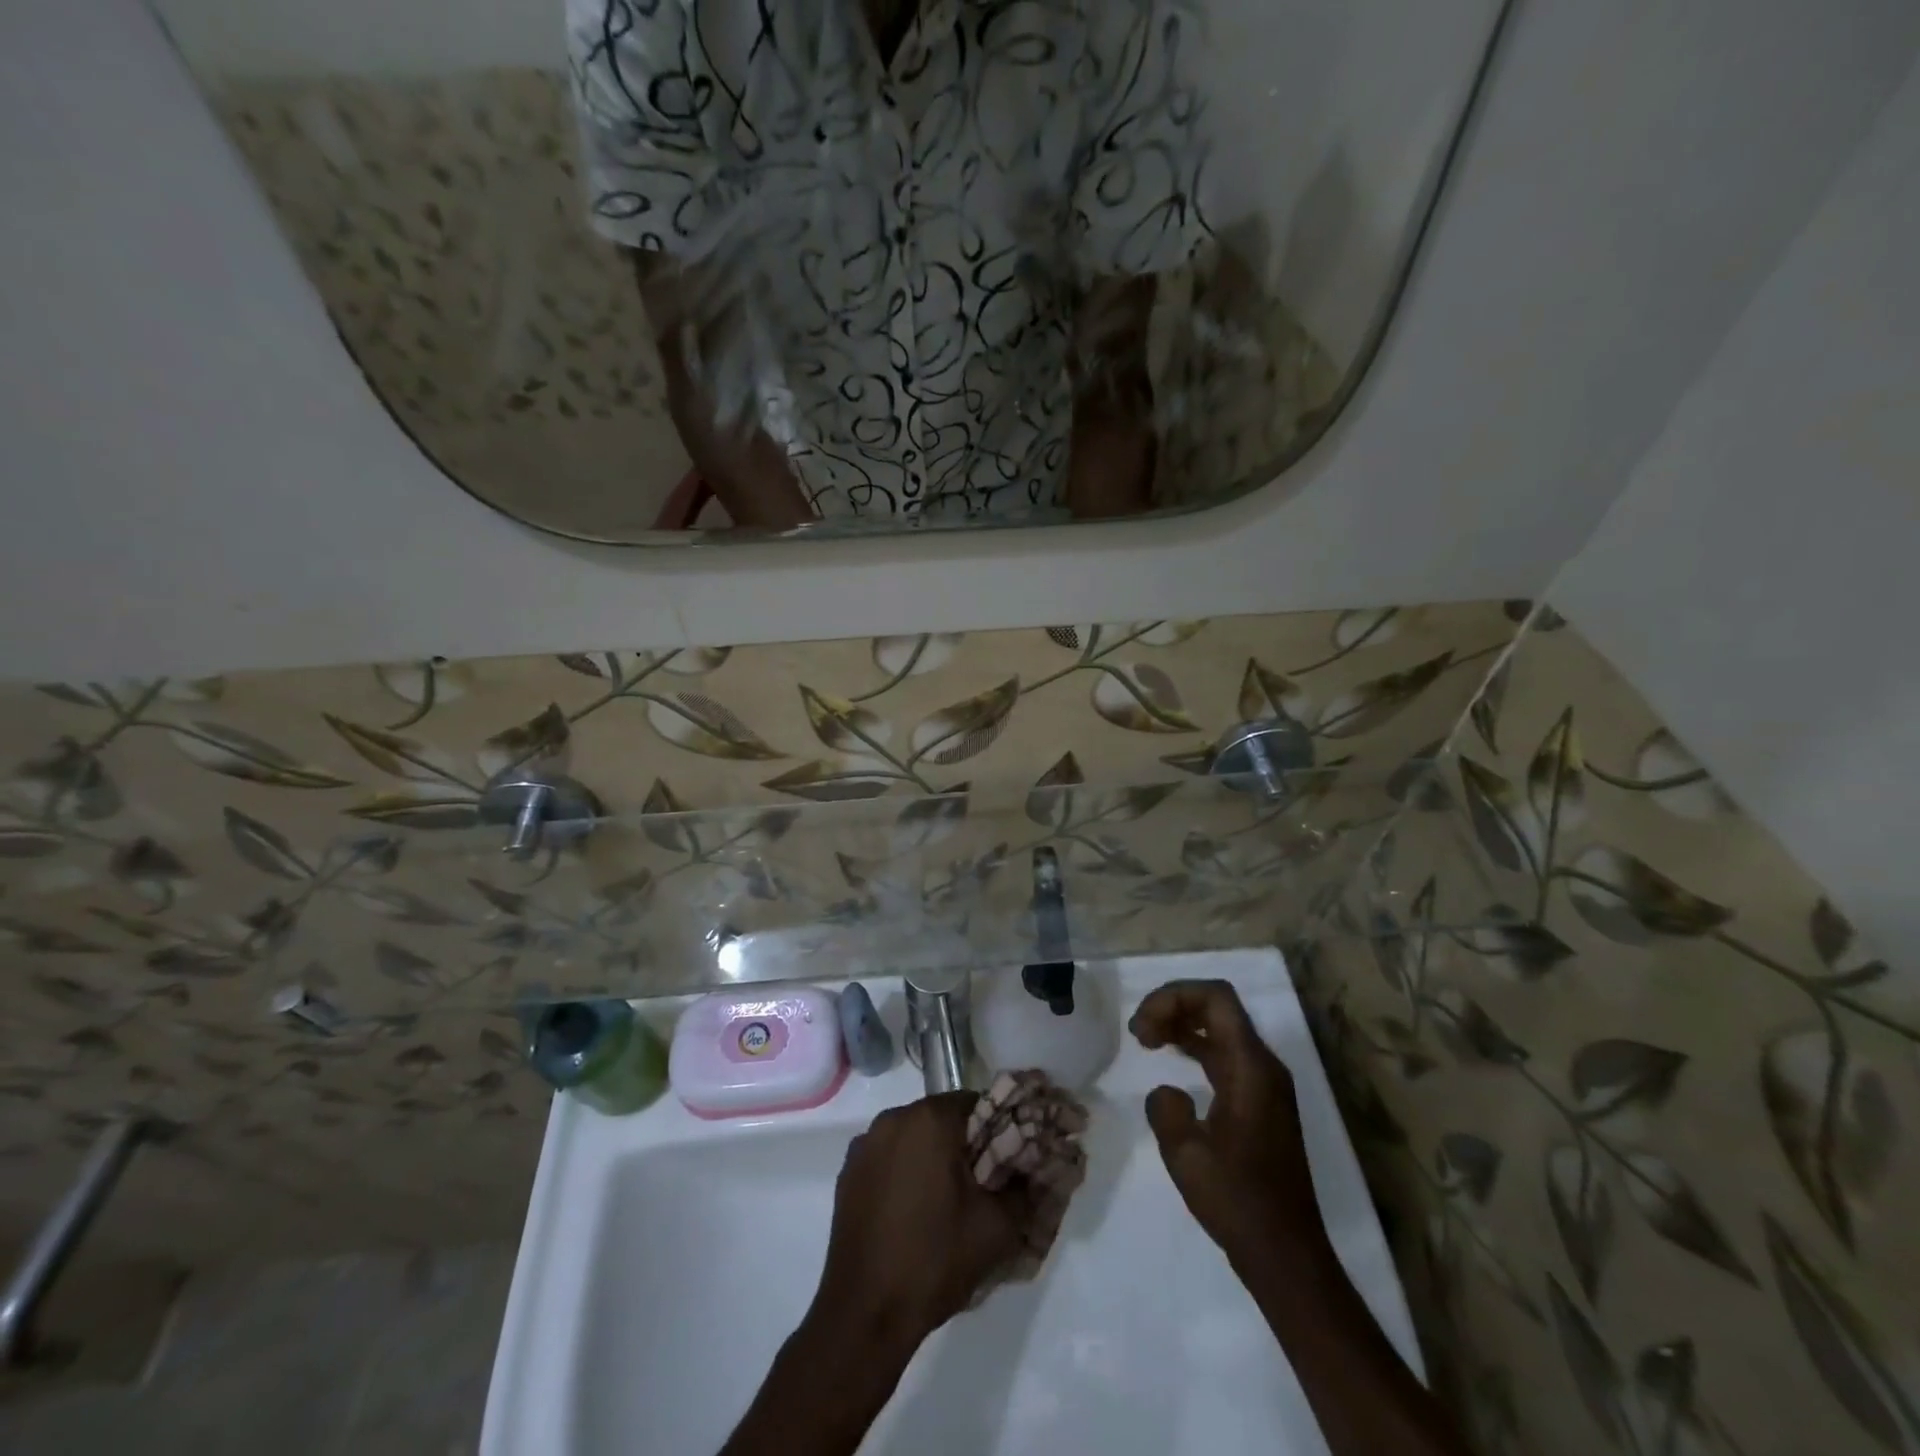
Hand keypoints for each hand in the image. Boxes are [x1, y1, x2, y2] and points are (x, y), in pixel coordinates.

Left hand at [809, 1093, 1027, 1353]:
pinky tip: (913, 1211)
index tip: (1008, 1161)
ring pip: (913, 1137)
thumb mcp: (997, 1228)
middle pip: (942, 1118)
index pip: (975, 1104)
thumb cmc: (934, 1260)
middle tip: (983, 1183)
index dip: (996, 1129)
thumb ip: (1023, 1189)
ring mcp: (865, 1144)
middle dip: (964, 1144)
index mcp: (929, 1120)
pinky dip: (904, 1171)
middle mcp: (893, 1118)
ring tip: (948, 1201)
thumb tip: (1034, 1171)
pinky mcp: (848, 1172)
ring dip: (932, 1156)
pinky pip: (888, 1157)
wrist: (864, 1313)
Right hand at [1130, 979, 1324, 1272]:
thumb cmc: (1238, 1202)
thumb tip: (1167, 1092)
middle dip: (1173, 1006)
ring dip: (1182, 1023)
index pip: (1215, 998)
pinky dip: (1194, 1046)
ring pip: (1221, 1028)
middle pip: (1217, 1006)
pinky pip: (1224, 1054)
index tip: (1141, 1028)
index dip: (1173, 996)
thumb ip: (1166, 1108)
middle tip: (1139, 1033)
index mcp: (1251, 1067)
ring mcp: (1264, 1083)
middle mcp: (1263, 1065)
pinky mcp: (1260, 1102)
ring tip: (1146, 1039)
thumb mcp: (1185, 1155)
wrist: (1286, 1255)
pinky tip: (1171, 1059)